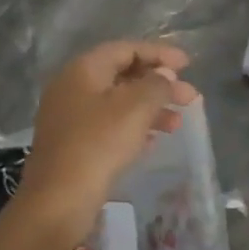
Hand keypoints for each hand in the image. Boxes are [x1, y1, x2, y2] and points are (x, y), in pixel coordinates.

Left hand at [16, 40, 200, 244]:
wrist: (58, 200)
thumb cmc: (99, 144)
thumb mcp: (136, 107)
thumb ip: (157, 84)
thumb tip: (165, 75)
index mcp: (84, 69)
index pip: (126, 49)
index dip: (159, 54)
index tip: (188, 65)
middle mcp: (73, 87)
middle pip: (123, 75)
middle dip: (159, 85)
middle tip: (190, 97)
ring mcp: (70, 117)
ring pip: (118, 103)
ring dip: (150, 109)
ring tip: (177, 124)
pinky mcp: (72, 145)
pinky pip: (109, 126)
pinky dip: (134, 128)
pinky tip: (154, 141)